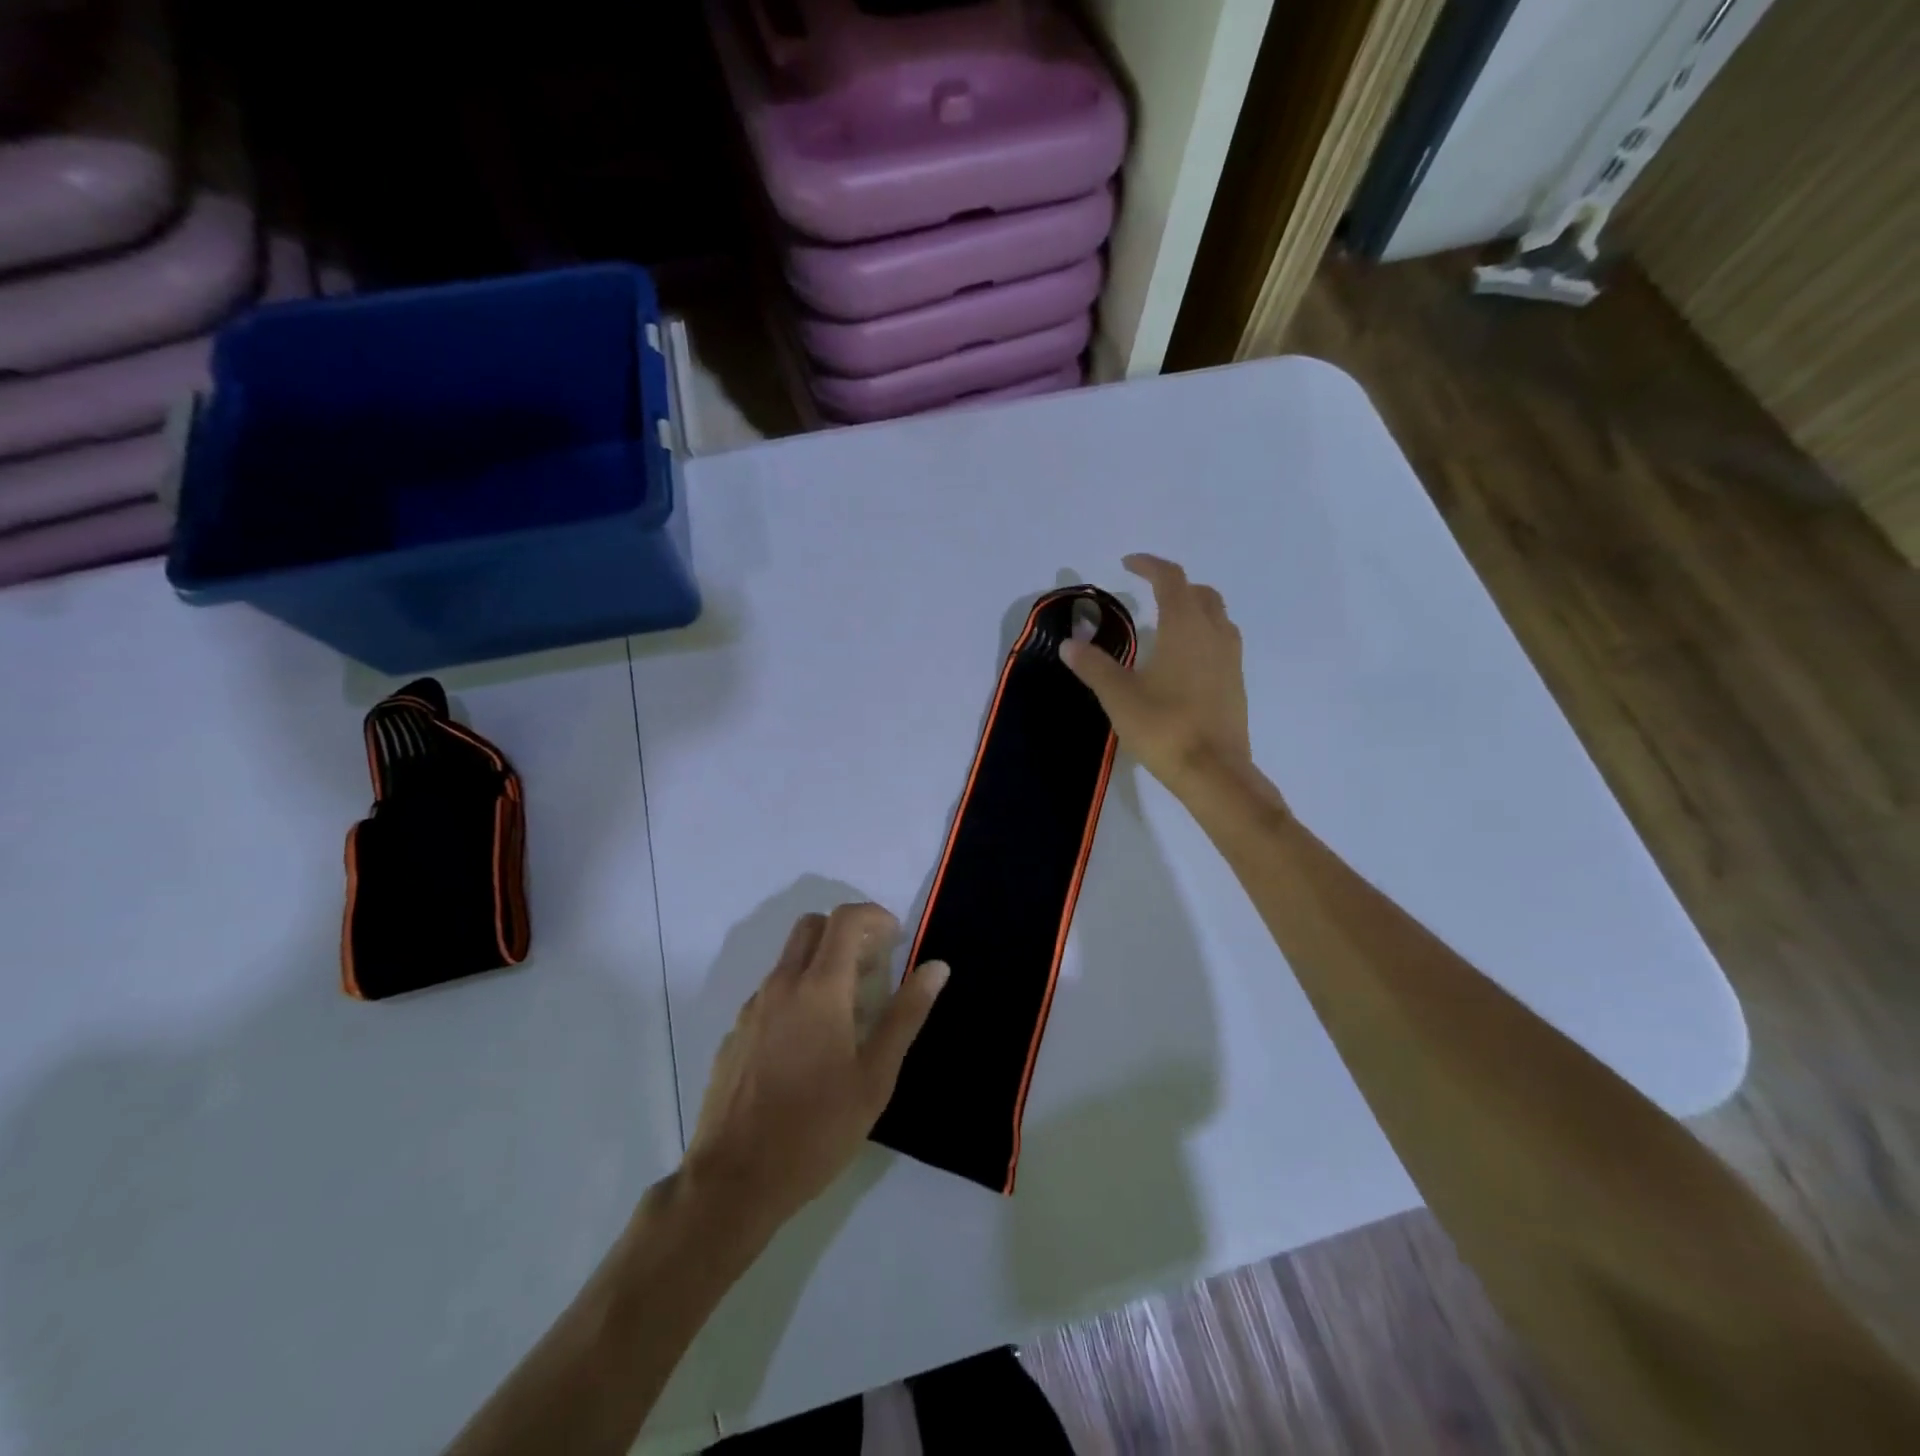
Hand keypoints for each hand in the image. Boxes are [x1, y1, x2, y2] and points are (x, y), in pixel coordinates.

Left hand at [684, 903, 947, 1232]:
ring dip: (822, 964)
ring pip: (790, 960)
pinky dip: (798, 994)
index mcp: (819, 988)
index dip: (875, 916)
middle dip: (847, 932)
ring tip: (849, 1013)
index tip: (897, 939)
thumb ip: (906, 1014)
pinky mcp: (735, 1034)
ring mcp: (752, 1008)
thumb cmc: (816, 1129)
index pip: (846, 919)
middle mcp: (781, 985)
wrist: (734, 1181)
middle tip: (874, 967)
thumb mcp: (875, 1076)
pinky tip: (810, 1045)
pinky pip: (772, 993)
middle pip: (813, 926)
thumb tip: (937, 967)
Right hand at [1060, 554, 1253, 798]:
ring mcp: (1230, 658)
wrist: (1213, 771)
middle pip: (1200, 592)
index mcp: (1185, 627)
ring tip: (1165, 622)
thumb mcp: (1118, 696)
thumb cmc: (1164, 726)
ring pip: (1216, 616)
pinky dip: (1202, 634)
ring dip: (1193, 608)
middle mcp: (1213, 633)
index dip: (1149, 565)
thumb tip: (1069, 643)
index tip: (1127, 564)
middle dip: (1174, 585)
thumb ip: (1093, 666)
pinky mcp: (1236, 682)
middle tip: (1147, 592)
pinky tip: (1182, 659)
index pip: (1170, 579)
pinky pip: (1221, 641)